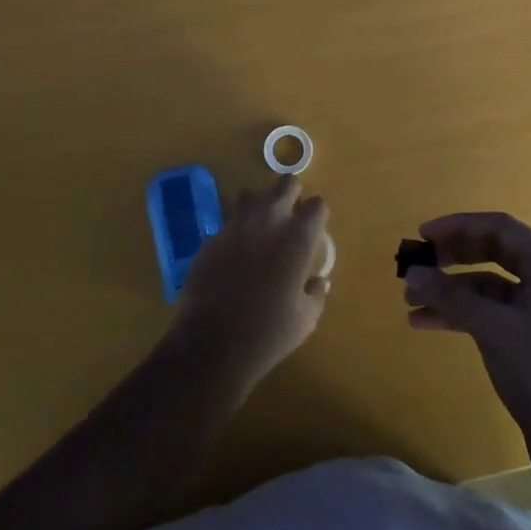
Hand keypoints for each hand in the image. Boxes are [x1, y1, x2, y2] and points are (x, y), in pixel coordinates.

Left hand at [168, 176, 332, 395]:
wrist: (211, 345)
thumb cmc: (268, 334)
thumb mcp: (306, 319)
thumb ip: (316, 293)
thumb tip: (319, 281)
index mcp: (297, 238)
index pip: (317, 205)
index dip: (317, 215)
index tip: (315, 229)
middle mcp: (268, 221)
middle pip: (286, 184)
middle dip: (291, 195)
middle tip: (291, 217)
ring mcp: (235, 225)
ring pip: (251, 194)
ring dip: (260, 205)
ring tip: (261, 228)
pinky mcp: (211, 238)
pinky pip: (228, 221)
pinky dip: (236, 230)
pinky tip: (235, 254)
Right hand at [403, 212, 530, 462]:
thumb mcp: (492, 328)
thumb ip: (450, 295)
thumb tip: (412, 274)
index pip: (499, 227)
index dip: (457, 226)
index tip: (422, 235)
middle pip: (494, 252)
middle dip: (452, 258)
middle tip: (416, 266)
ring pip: (490, 285)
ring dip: (451, 291)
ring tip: (411, 302)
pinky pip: (494, 312)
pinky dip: (463, 314)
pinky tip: (428, 323)